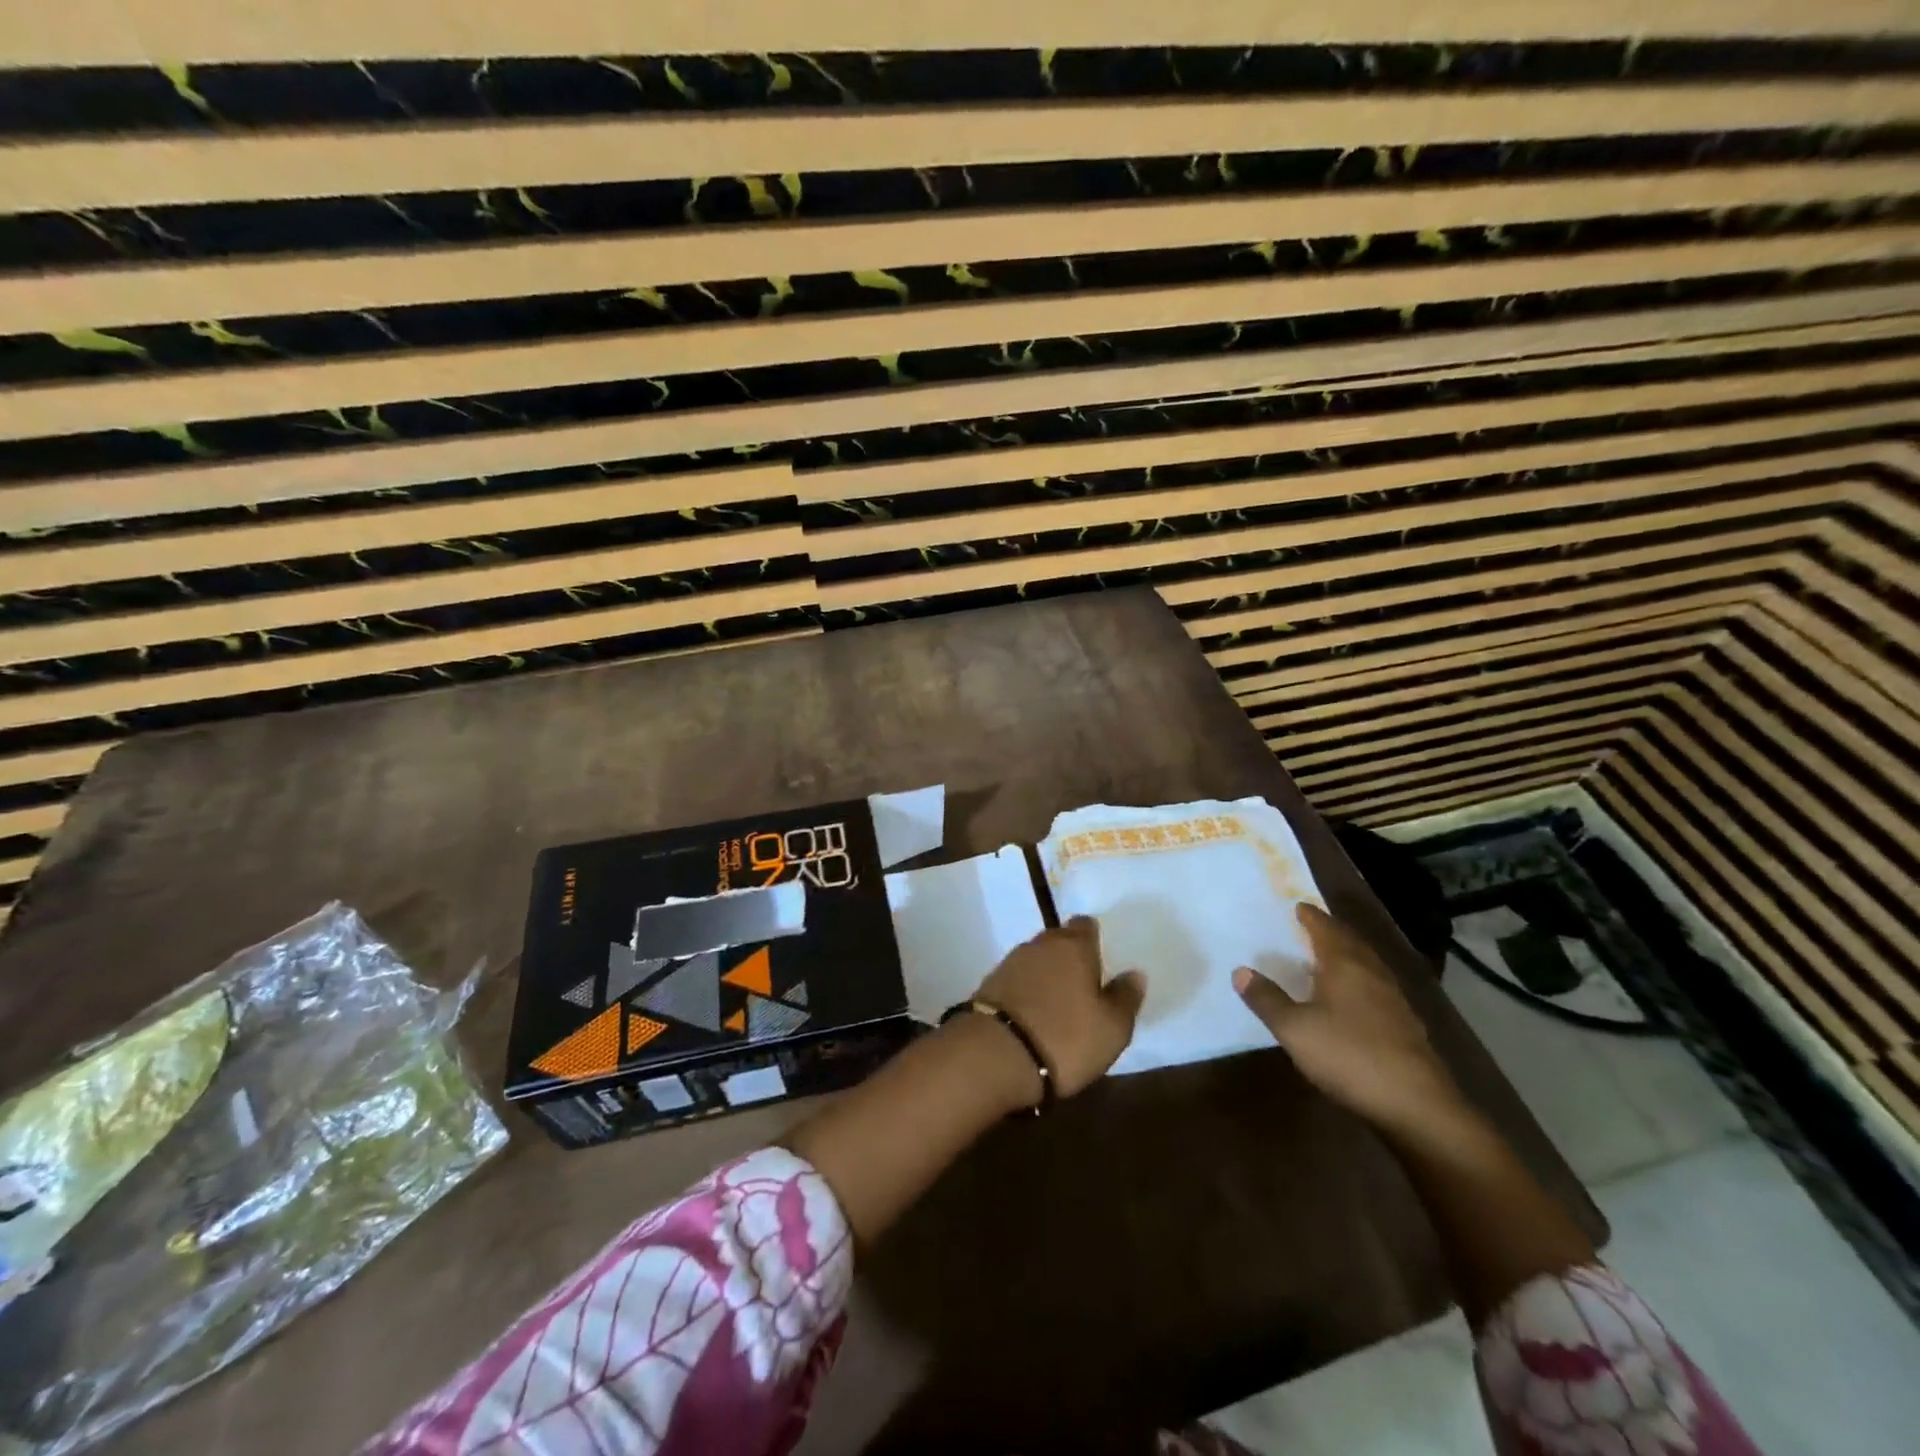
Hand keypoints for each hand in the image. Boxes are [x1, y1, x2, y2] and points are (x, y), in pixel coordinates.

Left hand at [971, 916, 1145, 1099]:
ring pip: (1036, 958)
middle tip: (1083, 982)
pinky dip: (1026, 989)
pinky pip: (1017, 979)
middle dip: (1069, 955)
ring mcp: (1010, 962)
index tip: (1101, 959)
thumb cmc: (1065, 1038)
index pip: (1085, 925)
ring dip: (1046, 973)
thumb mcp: (1112, 1027)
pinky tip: (1033, 1011)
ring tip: (1059, 1000)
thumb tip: (1135, 974)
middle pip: (1058, 939)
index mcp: (1074, 946)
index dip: (1093, 938)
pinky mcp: (989, 984)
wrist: (994, 1056)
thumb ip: (1125, 997)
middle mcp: (1040, 944)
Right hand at [1233, 902, 1462, 1132]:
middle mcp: (1372, 973)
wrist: (1416, 1105)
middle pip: (1350, 942)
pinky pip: (1375, 988)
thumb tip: (1240, 971)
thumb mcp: (1294, 1029)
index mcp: (1345, 964)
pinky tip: (1350, 998)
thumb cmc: (1349, 1055)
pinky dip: (1358, 981)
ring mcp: (1393, 1000)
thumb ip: (1266, 999)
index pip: (1326, 928)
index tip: (1298, 906)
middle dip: (1330, 932)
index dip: (1310, 916)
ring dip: (1346, 956)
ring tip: (1325, 958)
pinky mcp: (1405, 1026)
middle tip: (1310, 926)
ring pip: (1366, 965)